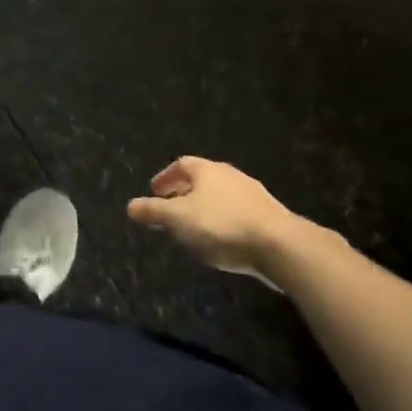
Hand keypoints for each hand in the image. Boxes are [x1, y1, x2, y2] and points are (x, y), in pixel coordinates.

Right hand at [126, 156, 300, 282]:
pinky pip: (237, 212)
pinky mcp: (269, 215)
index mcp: (207, 170)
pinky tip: (220, 240)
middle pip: (202, 179)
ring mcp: (253, 194)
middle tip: (170, 210)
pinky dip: (223, 220)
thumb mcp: (177, 219)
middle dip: (184, 193)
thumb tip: (131, 206)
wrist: (280, 246)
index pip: (181, 164)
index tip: (155, 192)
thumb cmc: (221, 225)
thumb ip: (152, 211)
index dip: (165, 177)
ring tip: (193, 228)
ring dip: (204, 208)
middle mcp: (231, 175)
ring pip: (220, 196)